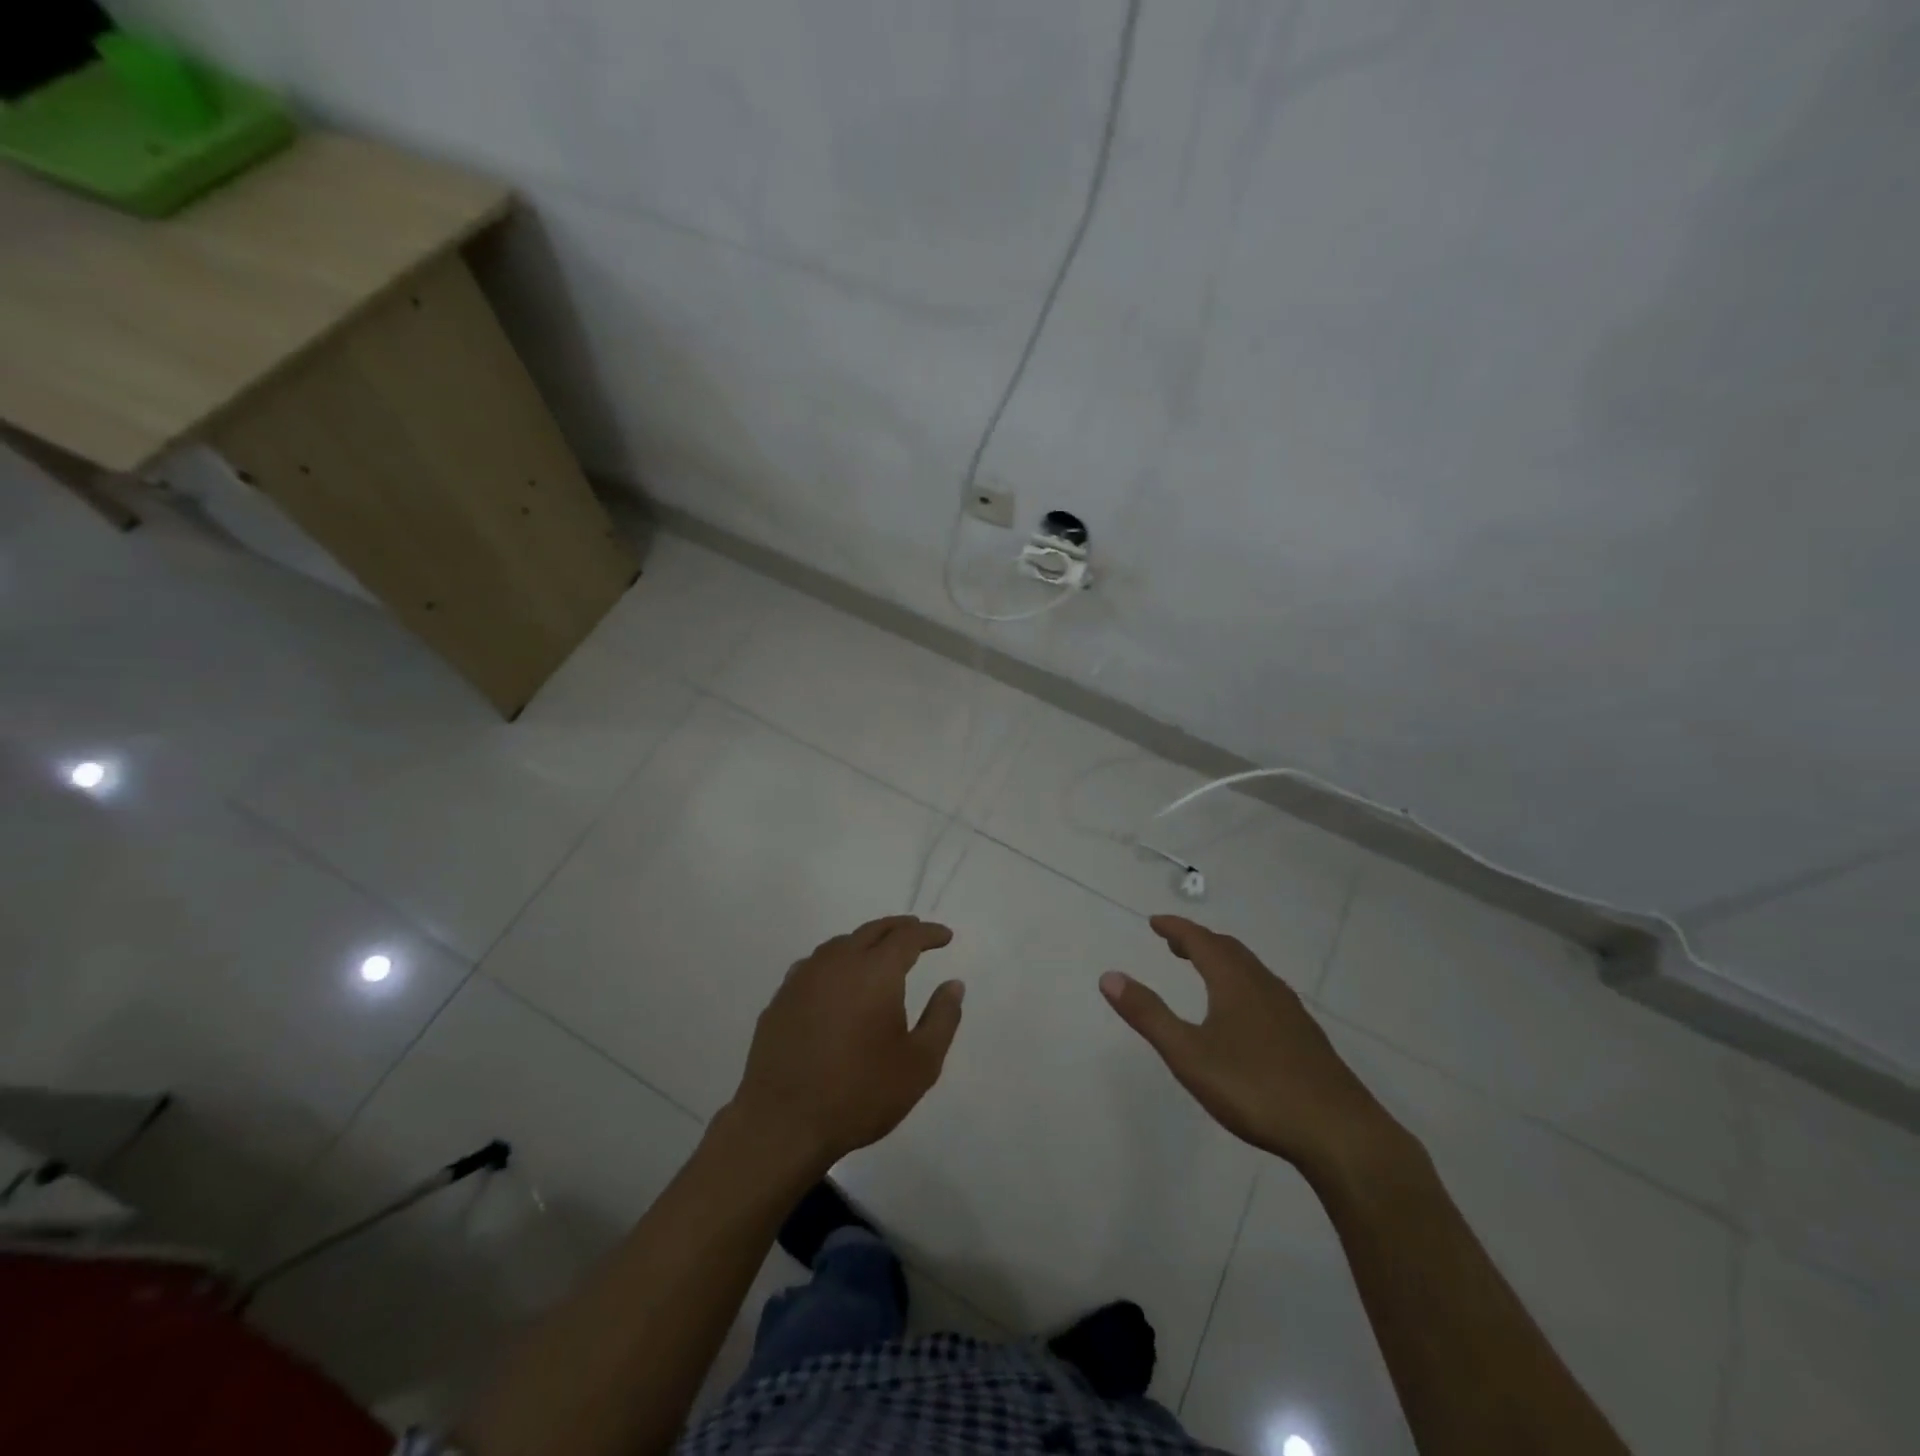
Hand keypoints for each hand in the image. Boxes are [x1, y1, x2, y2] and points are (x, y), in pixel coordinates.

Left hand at [728, 916, 964, 1169]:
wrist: (783, 1123)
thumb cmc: (860, 1094)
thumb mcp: (920, 1064)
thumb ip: (942, 1018)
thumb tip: (954, 985)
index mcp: (876, 971)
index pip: (907, 937)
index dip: (929, 933)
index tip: (945, 936)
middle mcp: (838, 963)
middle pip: (872, 931)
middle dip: (898, 928)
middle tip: (916, 931)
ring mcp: (804, 978)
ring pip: (840, 944)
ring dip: (864, 941)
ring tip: (878, 952)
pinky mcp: (781, 999)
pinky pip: (814, 965)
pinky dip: (835, 962)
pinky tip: (836, 981)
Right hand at [1101, 915, 1404, 1180]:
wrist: (1339, 1133)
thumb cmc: (1255, 1088)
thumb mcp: (1189, 1054)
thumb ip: (1148, 1015)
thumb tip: (1109, 976)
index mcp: (1235, 982)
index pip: (1200, 940)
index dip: (1175, 928)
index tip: (1155, 922)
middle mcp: (1264, 986)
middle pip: (1229, 950)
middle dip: (1199, 941)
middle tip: (1174, 944)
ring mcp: (1290, 1011)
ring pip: (1251, 970)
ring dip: (1223, 962)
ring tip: (1205, 972)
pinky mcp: (1306, 1037)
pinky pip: (1266, 991)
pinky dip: (1243, 984)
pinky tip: (1244, 1015)